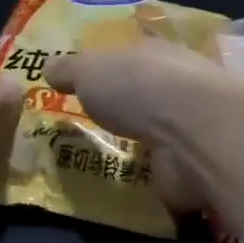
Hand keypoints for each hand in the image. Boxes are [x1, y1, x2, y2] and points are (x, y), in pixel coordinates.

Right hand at [45, 41, 231, 211]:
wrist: (194, 132)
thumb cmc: (139, 87)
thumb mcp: (89, 70)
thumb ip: (69, 70)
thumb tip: (48, 67)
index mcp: (157, 54)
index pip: (135, 56)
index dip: (115, 67)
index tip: (94, 83)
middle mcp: (180, 87)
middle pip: (150, 95)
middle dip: (130, 110)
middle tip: (97, 126)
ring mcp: (191, 129)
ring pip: (161, 135)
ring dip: (144, 147)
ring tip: (109, 162)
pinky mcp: (195, 167)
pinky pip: (168, 172)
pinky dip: (155, 178)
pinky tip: (132, 188)